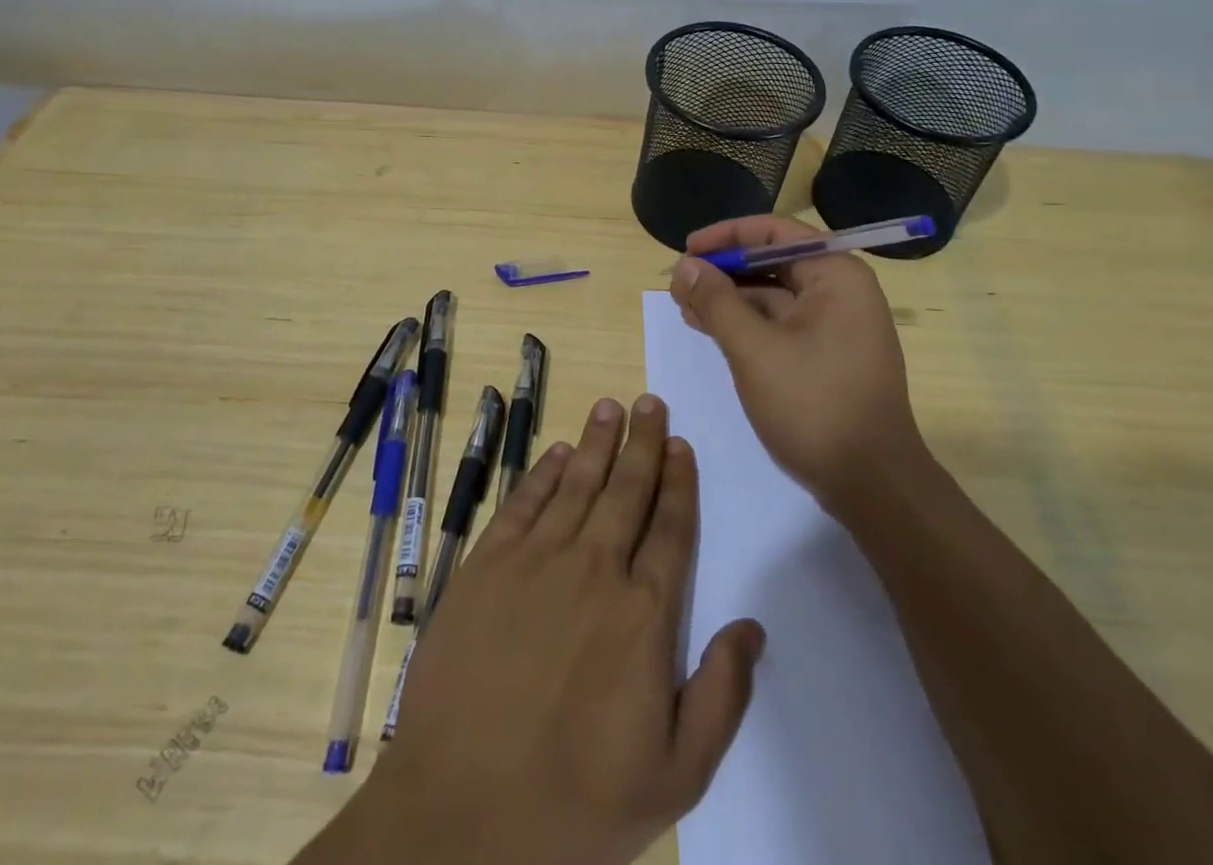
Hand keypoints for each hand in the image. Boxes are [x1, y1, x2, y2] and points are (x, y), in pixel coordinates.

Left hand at [303, 396, 763, 864]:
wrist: (460, 811)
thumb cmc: (575, 802)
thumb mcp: (673, 776)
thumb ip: (721, 697)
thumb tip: (752, 627)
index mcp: (643, 614)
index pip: (671, 528)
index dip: (679, 482)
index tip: (682, 444)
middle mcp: (594, 568)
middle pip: (626, 490)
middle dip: (642, 442)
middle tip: (650, 401)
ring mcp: (536, 560)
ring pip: (577, 483)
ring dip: (596, 442)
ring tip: (610, 406)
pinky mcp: (487, 564)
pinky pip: (523, 502)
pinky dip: (543, 473)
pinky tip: (556, 452)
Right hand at [670, 215, 923, 515]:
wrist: (872, 485)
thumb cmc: (814, 405)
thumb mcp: (754, 349)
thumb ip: (717, 301)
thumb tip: (686, 266)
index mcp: (835, 275)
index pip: (775, 232)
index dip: (727, 236)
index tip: (687, 249)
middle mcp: (841, 291)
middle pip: (773, 262)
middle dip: (724, 271)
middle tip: (679, 285)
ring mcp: (837, 326)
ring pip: (774, 295)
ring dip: (730, 299)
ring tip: (685, 308)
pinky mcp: (827, 356)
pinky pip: (781, 324)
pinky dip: (746, 324)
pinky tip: (711, 330)